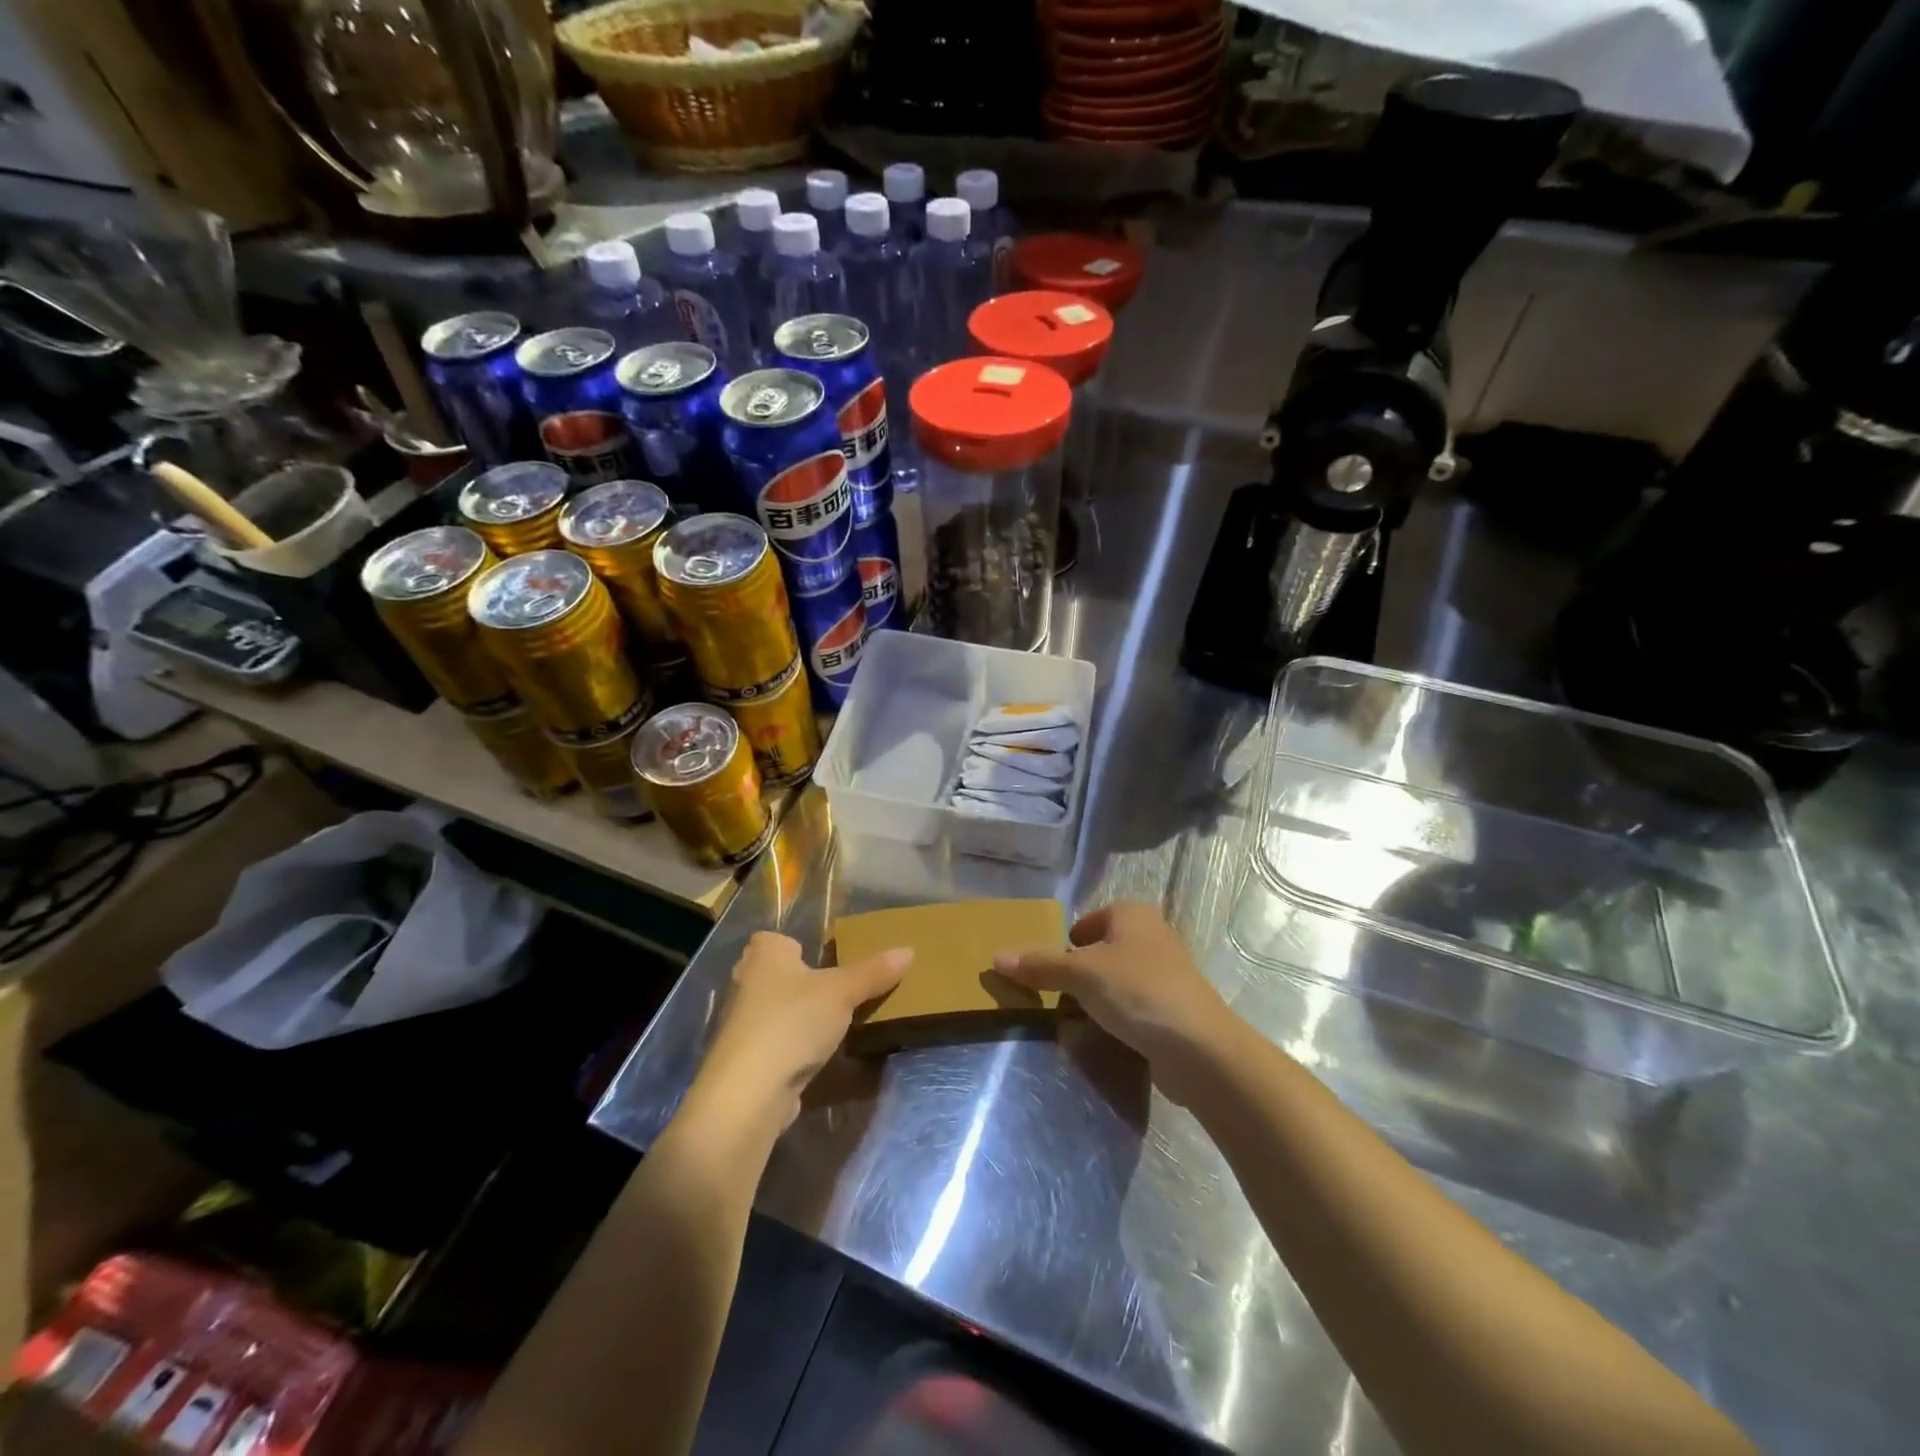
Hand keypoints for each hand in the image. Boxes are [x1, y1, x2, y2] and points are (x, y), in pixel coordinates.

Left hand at [693, 932, 910, 1130]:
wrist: (749, 1092)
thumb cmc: (793, 1022)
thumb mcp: (843, 992)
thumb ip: (874, 972)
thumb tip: (908, 951)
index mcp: (765, 954)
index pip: (777, 938)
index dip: (798, 946)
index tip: (827, 960)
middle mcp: (746, 981)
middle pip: (777, 973)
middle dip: (801, 981)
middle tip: (837, 989)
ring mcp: (741, 1022)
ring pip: (775, 1008)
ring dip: (797, 1015)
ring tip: (833, 1022)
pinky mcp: (745, 1057)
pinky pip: (774, 1039)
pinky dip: (791, 1044)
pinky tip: (814, 1053)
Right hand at [994, 902, 1231, 1074]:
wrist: (1199, 1048)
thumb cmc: (1137, 991)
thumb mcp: (1080, 974)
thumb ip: (1040, 965)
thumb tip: (996, 958)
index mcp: (1131, 914)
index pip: (1085, 922)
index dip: (1064, 944)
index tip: (1047, 972)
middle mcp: (1151, 935)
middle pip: (1100, 951)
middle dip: (1078, 973)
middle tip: (1055, 997)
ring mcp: (1166, 972)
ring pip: (1116, 980)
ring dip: (1097, 998)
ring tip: (1077, 1020)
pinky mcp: (1173, 1007)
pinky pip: (1133, 1006)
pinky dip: (1118, 1018)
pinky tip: (1106, 1036)